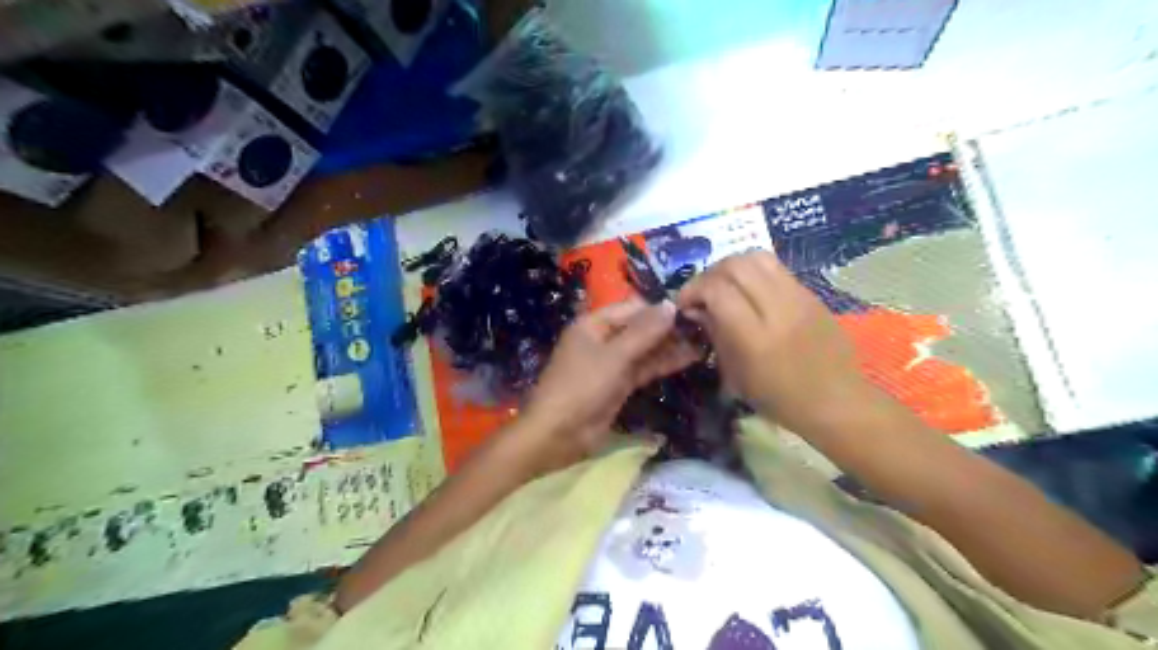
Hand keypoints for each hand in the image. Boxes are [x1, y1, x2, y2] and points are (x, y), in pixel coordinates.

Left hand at [522, 300, 700, 471]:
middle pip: (639, 328)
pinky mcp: (619, 385)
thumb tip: (671, 305)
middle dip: (668, 328)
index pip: (632, 308)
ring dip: (670, 346)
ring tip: (704, 341)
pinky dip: (663, 363)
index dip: (659, 309)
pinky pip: (643, 368)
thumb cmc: (581, 387)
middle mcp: (602, 339)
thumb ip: (644, 332)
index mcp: (593, 324)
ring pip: (644, 349)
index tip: (691, 310)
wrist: (558, 434)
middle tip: (704, 327)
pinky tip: (689, 358)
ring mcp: (611, 363)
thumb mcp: (614, 356)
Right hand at [681, 250, 867, 434]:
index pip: (717, 291)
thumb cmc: (780, 399)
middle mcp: (778, 309)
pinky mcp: (811, 294)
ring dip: (732, 266)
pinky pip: (776, 268)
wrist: (837, 402)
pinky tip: (749, 291)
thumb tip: (697, 309)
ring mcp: (798, 297)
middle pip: (736, 265)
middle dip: (710, 274)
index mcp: (755, 337)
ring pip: (757, 257)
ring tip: (724, 285)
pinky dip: (754, 271)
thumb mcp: (736, 375)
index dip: (693, 290)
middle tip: (702, 292)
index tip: (684, 304)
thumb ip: (716, 335)